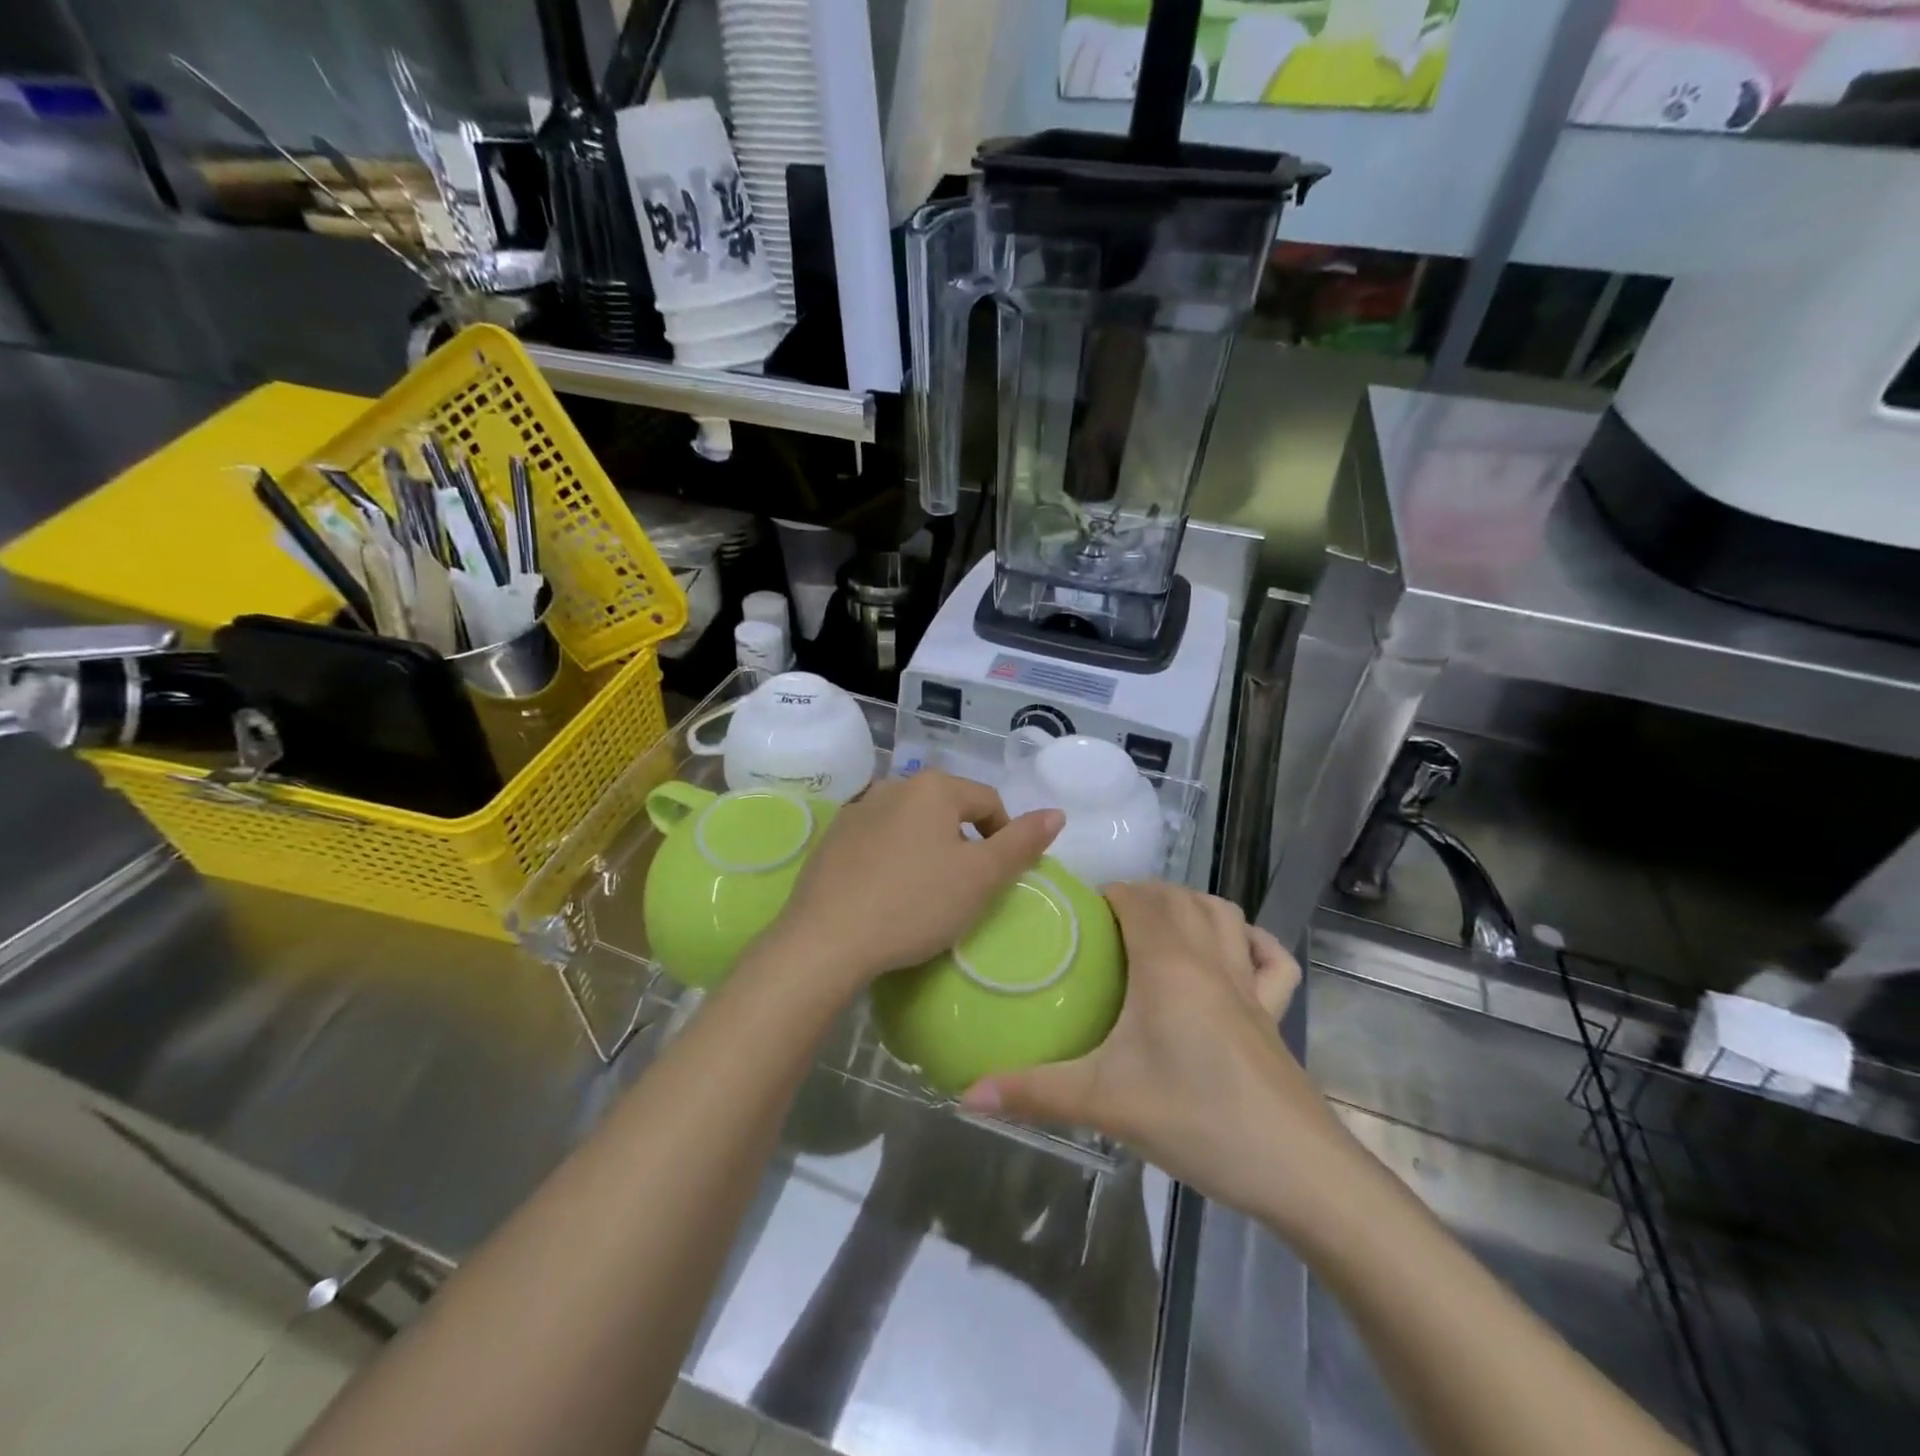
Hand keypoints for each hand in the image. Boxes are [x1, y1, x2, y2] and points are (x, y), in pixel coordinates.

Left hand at [769, 771, 1061, 993]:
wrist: (826, 940)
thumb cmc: (915, 904)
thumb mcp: (981, 878)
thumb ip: (1022, 842)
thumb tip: (1056, 812)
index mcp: (933, 787)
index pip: (989, 802)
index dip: (1004, 838)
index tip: (996, 880)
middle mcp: (893, 785)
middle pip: (948, 809)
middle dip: (963, 843)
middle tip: (962, 889)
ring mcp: (857, 810)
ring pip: (911, 824)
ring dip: (927, 849)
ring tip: (924, 892)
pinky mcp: (832, 838)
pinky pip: (878, 840)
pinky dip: (892, 858)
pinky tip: (886, 893)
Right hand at [961, 882, 1351, 1226]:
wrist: (1296, 1170)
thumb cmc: (1196, 1120)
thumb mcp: (1104, 1103)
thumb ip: (1033, 1092)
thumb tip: (965, 1092)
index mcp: (1167, 963)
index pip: (1136, 898)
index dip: (1107, 894)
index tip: (1076, 914)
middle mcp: (1210, 958)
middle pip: (1176, 897)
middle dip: (1140, 895)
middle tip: (1103, 925)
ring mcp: (1250, 982)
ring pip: (1223, 913)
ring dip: (1190, 905)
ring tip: (1158, 926)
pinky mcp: (1275, 1012)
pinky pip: (1271, 958)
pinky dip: (1252, 941)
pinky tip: (1236, 952)